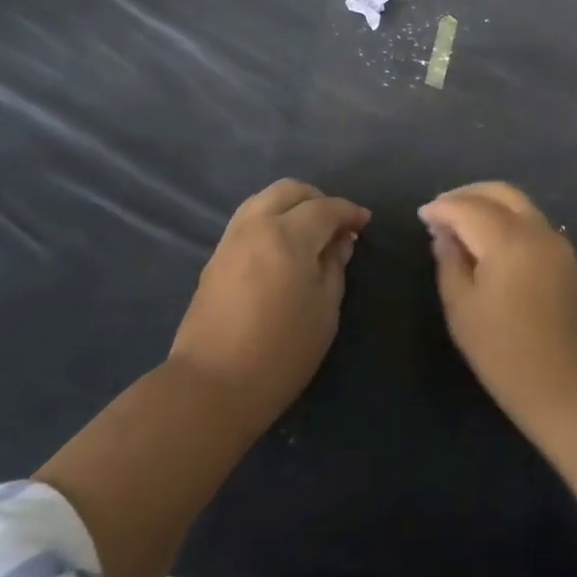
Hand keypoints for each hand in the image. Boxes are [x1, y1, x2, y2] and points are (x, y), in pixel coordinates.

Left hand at [169, 179, 369, 434]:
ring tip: (309, 232)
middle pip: (289, 190)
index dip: (348, 212)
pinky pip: (248, 219)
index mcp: (287, 235)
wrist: (212, 386)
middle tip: (336, 225)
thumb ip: (334, 267)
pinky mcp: (215, 257)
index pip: (325, 208)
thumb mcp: (325, 311)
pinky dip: (271, 218)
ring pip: (264, 199)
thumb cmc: (280, 352)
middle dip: (318, 199)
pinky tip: (282, 245)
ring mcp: (231, 239)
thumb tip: (340, 242)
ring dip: (291, 205)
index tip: (365, 222)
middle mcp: (256, 225)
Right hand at [422, 182, 576, 576]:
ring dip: (487, 202)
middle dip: (466, 194)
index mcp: (508, 240)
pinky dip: (505, 216)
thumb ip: (449, 263)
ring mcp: (556, 241)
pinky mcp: (565, 256)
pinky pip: (530, 219)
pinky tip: (487, 238)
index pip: (468, 207)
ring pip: (518, 202)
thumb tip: (444, 235)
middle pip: (499, 192)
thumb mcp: (462, 311)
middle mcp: (536, 230)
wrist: (572, 390)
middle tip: (440, 210)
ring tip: (460, 222)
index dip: (442, 207)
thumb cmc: (507, 356)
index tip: (422, 215)